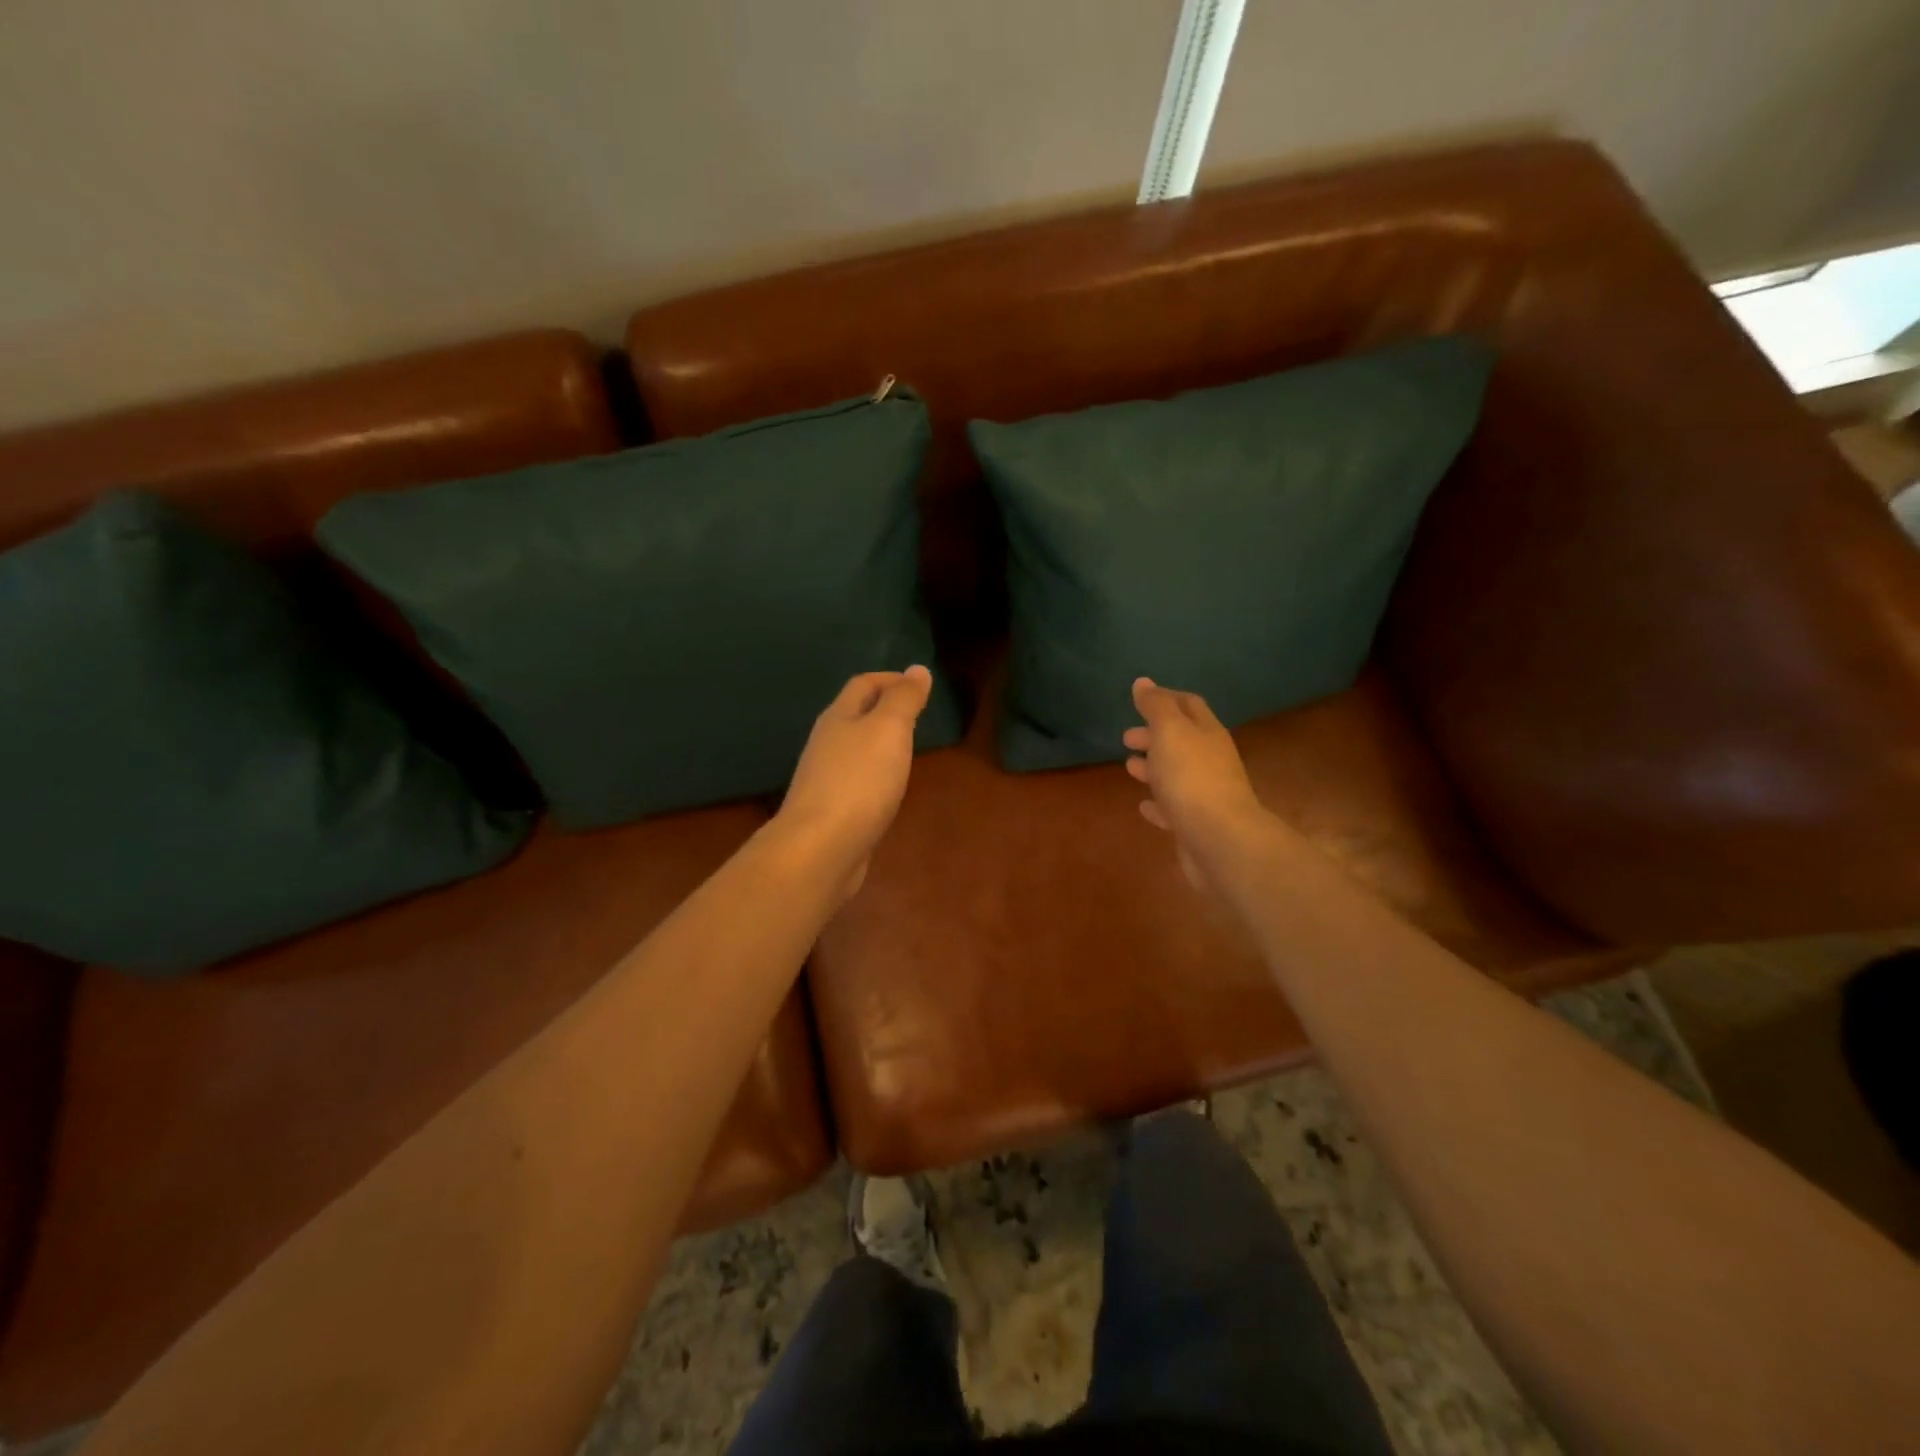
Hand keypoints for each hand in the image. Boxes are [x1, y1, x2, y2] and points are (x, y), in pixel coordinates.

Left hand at [776, 666, 933, 901]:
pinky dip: (875, 775)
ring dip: (879, 744)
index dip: (891, 679)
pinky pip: (856, 781)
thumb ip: (904, 699)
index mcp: (838, 717)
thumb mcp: (889, 730)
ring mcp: (825, 778)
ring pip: (854, 749)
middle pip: (854, 715)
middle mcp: (826, 743)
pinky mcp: (830, 811)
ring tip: (907, 750)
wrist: (820, 848)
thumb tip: (917, 669)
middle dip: (884, 709)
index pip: (863, 684)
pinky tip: (888, 789)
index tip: (920, 685)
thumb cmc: (859, 781)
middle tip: (917, 716)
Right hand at [1123, 677, 1275, 893]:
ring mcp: (1205, 794)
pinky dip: (1158, 804)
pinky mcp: (1196, 825)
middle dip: (1154, 735)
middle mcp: (1211, 760)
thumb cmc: (1191, 777)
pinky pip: (1173, 809)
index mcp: (1207, 733)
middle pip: (1182, 741)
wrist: (1219, 840)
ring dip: (1154, 768)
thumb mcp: (1170, 732)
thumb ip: (1156, 706)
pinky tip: (1144, 806)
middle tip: (1126, 737)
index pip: (1188, 705)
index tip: (1140, 699)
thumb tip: (1143, 682)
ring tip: (1130, 767)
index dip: (1165, 698)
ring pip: (1176, 774)